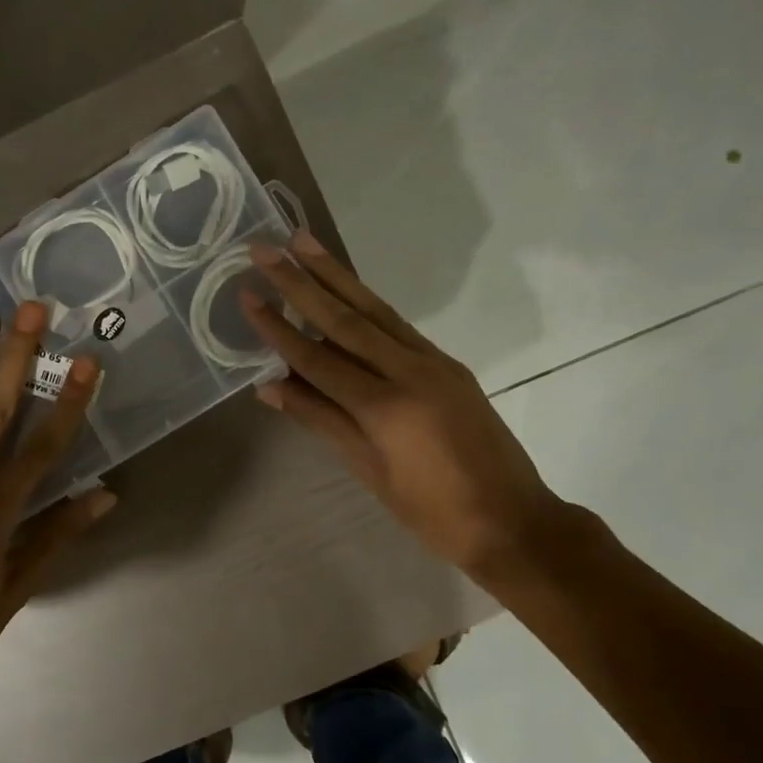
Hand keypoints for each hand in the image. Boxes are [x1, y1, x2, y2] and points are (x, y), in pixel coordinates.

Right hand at [242, 232, 568, 583]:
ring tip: (303, 242)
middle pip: (345, 318)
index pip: (317, 358)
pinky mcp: (448, 364)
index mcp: (385, 407)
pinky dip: (366, 303)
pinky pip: (397, 325)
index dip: (278, 328)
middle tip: (267, 248)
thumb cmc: (432, 512)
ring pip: (375, 310)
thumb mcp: (370, 471)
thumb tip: (270, 387)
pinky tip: (346, 288)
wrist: (513, 520)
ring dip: (336, 275)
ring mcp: (433, 362)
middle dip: (301, 282)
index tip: (248, 294)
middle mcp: (409, 371)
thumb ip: (321, 420)